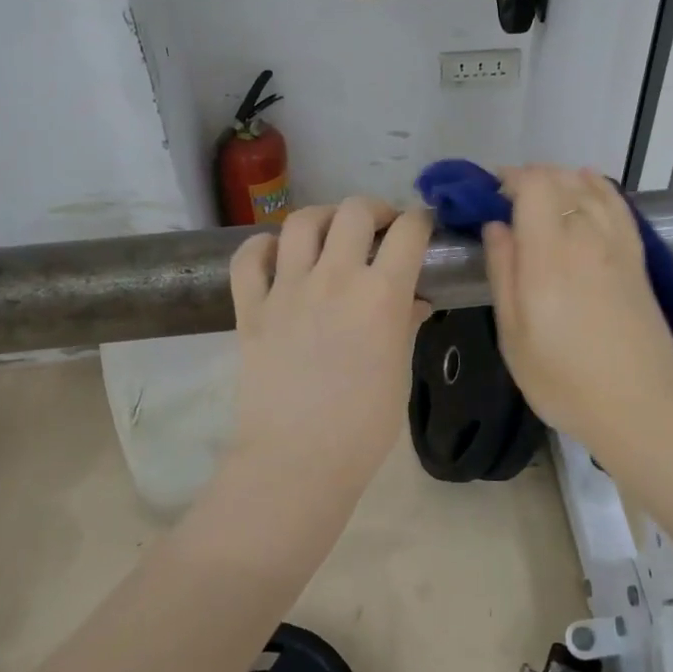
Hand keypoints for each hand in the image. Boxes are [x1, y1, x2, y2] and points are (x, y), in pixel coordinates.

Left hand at [229, 198, 433, 471]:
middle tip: (379, 230)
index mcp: (381, 295)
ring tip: (332, 236)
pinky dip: (264, 246)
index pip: (409, 232)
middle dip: (374, 210)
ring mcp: (287, 289)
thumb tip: (414, 301)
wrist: (296, 461)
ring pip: (302, 222)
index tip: (422, 226)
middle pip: (354, 211)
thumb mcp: (399, 372)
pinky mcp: (250, 307)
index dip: (421, 220)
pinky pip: (249, 257)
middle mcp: (334, 278)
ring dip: (323, 219)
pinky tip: (278, 256)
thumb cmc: (363, 426)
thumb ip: (406, 325)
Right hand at [483, 167, 672, 448]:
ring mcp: (617, 245)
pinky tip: (587, 185)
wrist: (640, 408)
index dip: (509, 178)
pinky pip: (618, 205)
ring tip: (541, 198)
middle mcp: (585, 238)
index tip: (489, 194)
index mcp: (548, 256)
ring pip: (589, 188)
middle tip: (508, 201)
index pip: (534, 185)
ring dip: (561, 181)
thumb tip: (496, 226)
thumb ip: (503, 272)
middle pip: (560, 180)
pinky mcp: (638, 258)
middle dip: (530, 178)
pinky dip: (598, 187)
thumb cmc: (564, 380)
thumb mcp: (513, 335)